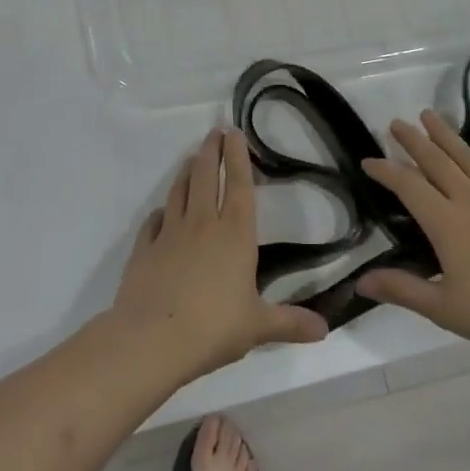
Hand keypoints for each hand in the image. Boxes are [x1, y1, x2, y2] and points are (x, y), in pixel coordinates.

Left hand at [109, 129, 327, 383]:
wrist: (151, 340)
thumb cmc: (213, 327)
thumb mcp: (258, 327)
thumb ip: (290, 323)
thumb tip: (325, 330)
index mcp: (234, 234)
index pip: (238, 184)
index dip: (238, 156)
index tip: (234, 131)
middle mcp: (202, 224)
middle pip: (206, 176)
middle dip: (211, 151)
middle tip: (213, 132)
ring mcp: (169, 233)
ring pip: (179, 191)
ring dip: (186, 172)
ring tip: (191, 159)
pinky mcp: (144, 249)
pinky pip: (153, 222)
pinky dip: (159, 212)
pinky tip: (161, 212)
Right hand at [358, 111, 469, 360]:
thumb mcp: (444, 308)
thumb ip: (402, 289)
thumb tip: (360, 281)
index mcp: (446, 223)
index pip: (408, 186)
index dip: (386, 170)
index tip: (367, 160)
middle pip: (436, 162)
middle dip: (413, 141)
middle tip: (395, 123)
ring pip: (468, 158)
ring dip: (446, 135)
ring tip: (430, 115)